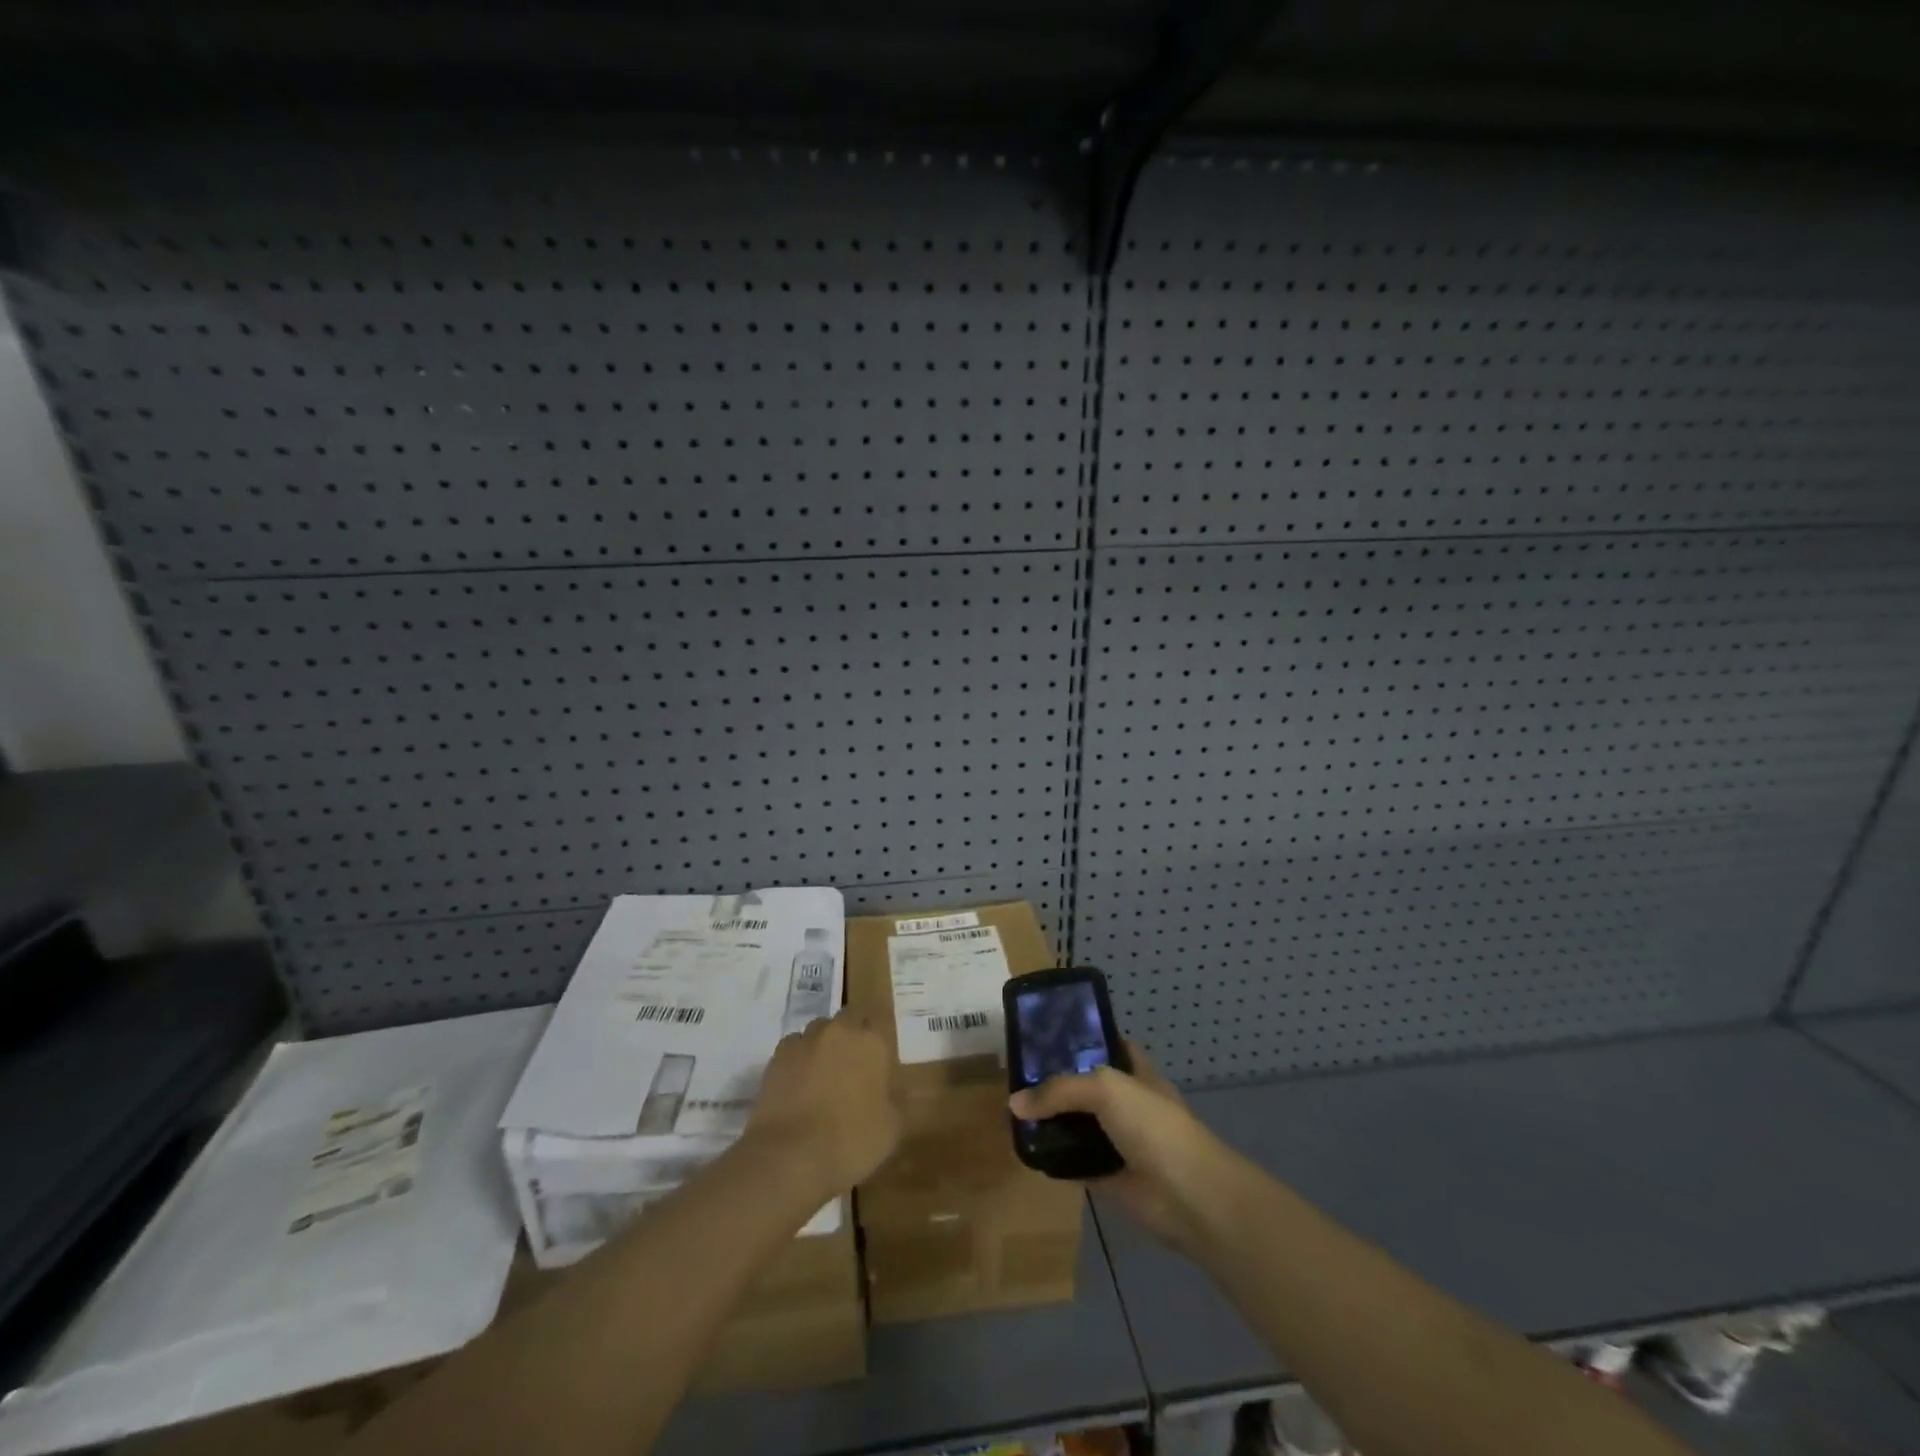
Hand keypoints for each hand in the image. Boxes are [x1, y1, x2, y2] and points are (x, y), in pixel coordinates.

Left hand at [746, 1009, 902, 1203]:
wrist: (791, 1157)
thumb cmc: (851, 1141)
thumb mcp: (891, 1129)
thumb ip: (896, 1101)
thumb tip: (892, 1093)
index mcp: (871, 1042)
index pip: (877, 1019)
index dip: (876, 1037)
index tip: (877, 1058)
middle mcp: (839, 1031)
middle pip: (847, 1018)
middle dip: (850, 1034)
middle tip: (851, 1065)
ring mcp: (805, 1041)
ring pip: (818, 1030)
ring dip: (823, 1045)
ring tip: (822, 1075)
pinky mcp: (777, 1057)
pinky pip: (793, 1048)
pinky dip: (798, 1059)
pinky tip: (797, 1084)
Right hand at [1008, 1041, 1226, 1250]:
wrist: (1188, 1195)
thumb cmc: (1153, 1126)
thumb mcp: (1105, 1089)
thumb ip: (1060, 1090)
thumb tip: (1015, 1102)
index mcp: (1136, 1072)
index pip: (1106, 1046)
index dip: (1080, 1040)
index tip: (1044, 1037)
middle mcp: (1128, 1103)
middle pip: (1086, 1086)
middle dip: (1057, 1083)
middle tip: (1018, 1077)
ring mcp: (1120, 1140)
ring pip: (1079, 1125)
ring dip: (1054, 1122)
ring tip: (1015, 1112)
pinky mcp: (1111, 1176)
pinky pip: (1076, 1162)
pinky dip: (1056, 1159)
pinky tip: (1028, 1151)